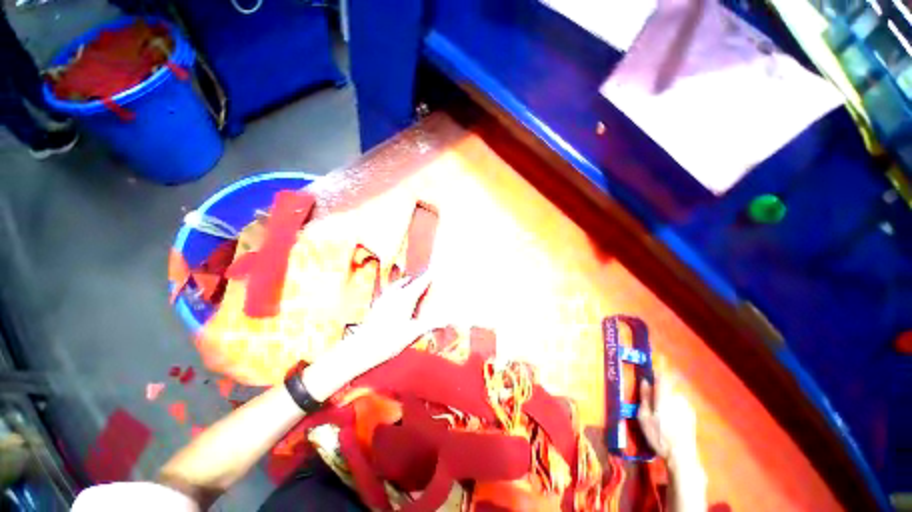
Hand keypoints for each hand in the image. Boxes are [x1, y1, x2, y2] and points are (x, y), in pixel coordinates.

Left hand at [338, 271, 433, 371]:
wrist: (363, 347)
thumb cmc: (390, 340)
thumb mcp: (413, 334)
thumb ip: (430, 326)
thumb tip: (445, 321)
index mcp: (406, 299)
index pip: (420, 284)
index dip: (427, 277)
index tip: (434, 271)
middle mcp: (395, 295)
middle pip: (408, 283)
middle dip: (417, 280)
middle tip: (424, 278)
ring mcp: (384, 299)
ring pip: (396, 286)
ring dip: (404, 283)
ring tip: (409, 281)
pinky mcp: (377, 305)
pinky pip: (388, 291)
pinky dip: (395, 289)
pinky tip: (393, 295)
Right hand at [637, 376, 698, 468]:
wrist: (682, 456)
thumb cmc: (658, 435)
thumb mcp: (644, 416)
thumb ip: (644, 397)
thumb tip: (645, 381)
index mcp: (664, 397)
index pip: (662, 376)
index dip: (657, 370)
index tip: (651, 367)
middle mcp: (677, 398)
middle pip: (667, 387)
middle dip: (659, 390)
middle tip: (650, 402)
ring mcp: (686, 406)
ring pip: (673, 396)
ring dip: (666, 400)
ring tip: (659, 415)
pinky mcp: (691, 415)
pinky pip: (679, 404)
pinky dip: (673, 408)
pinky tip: (669, 421)